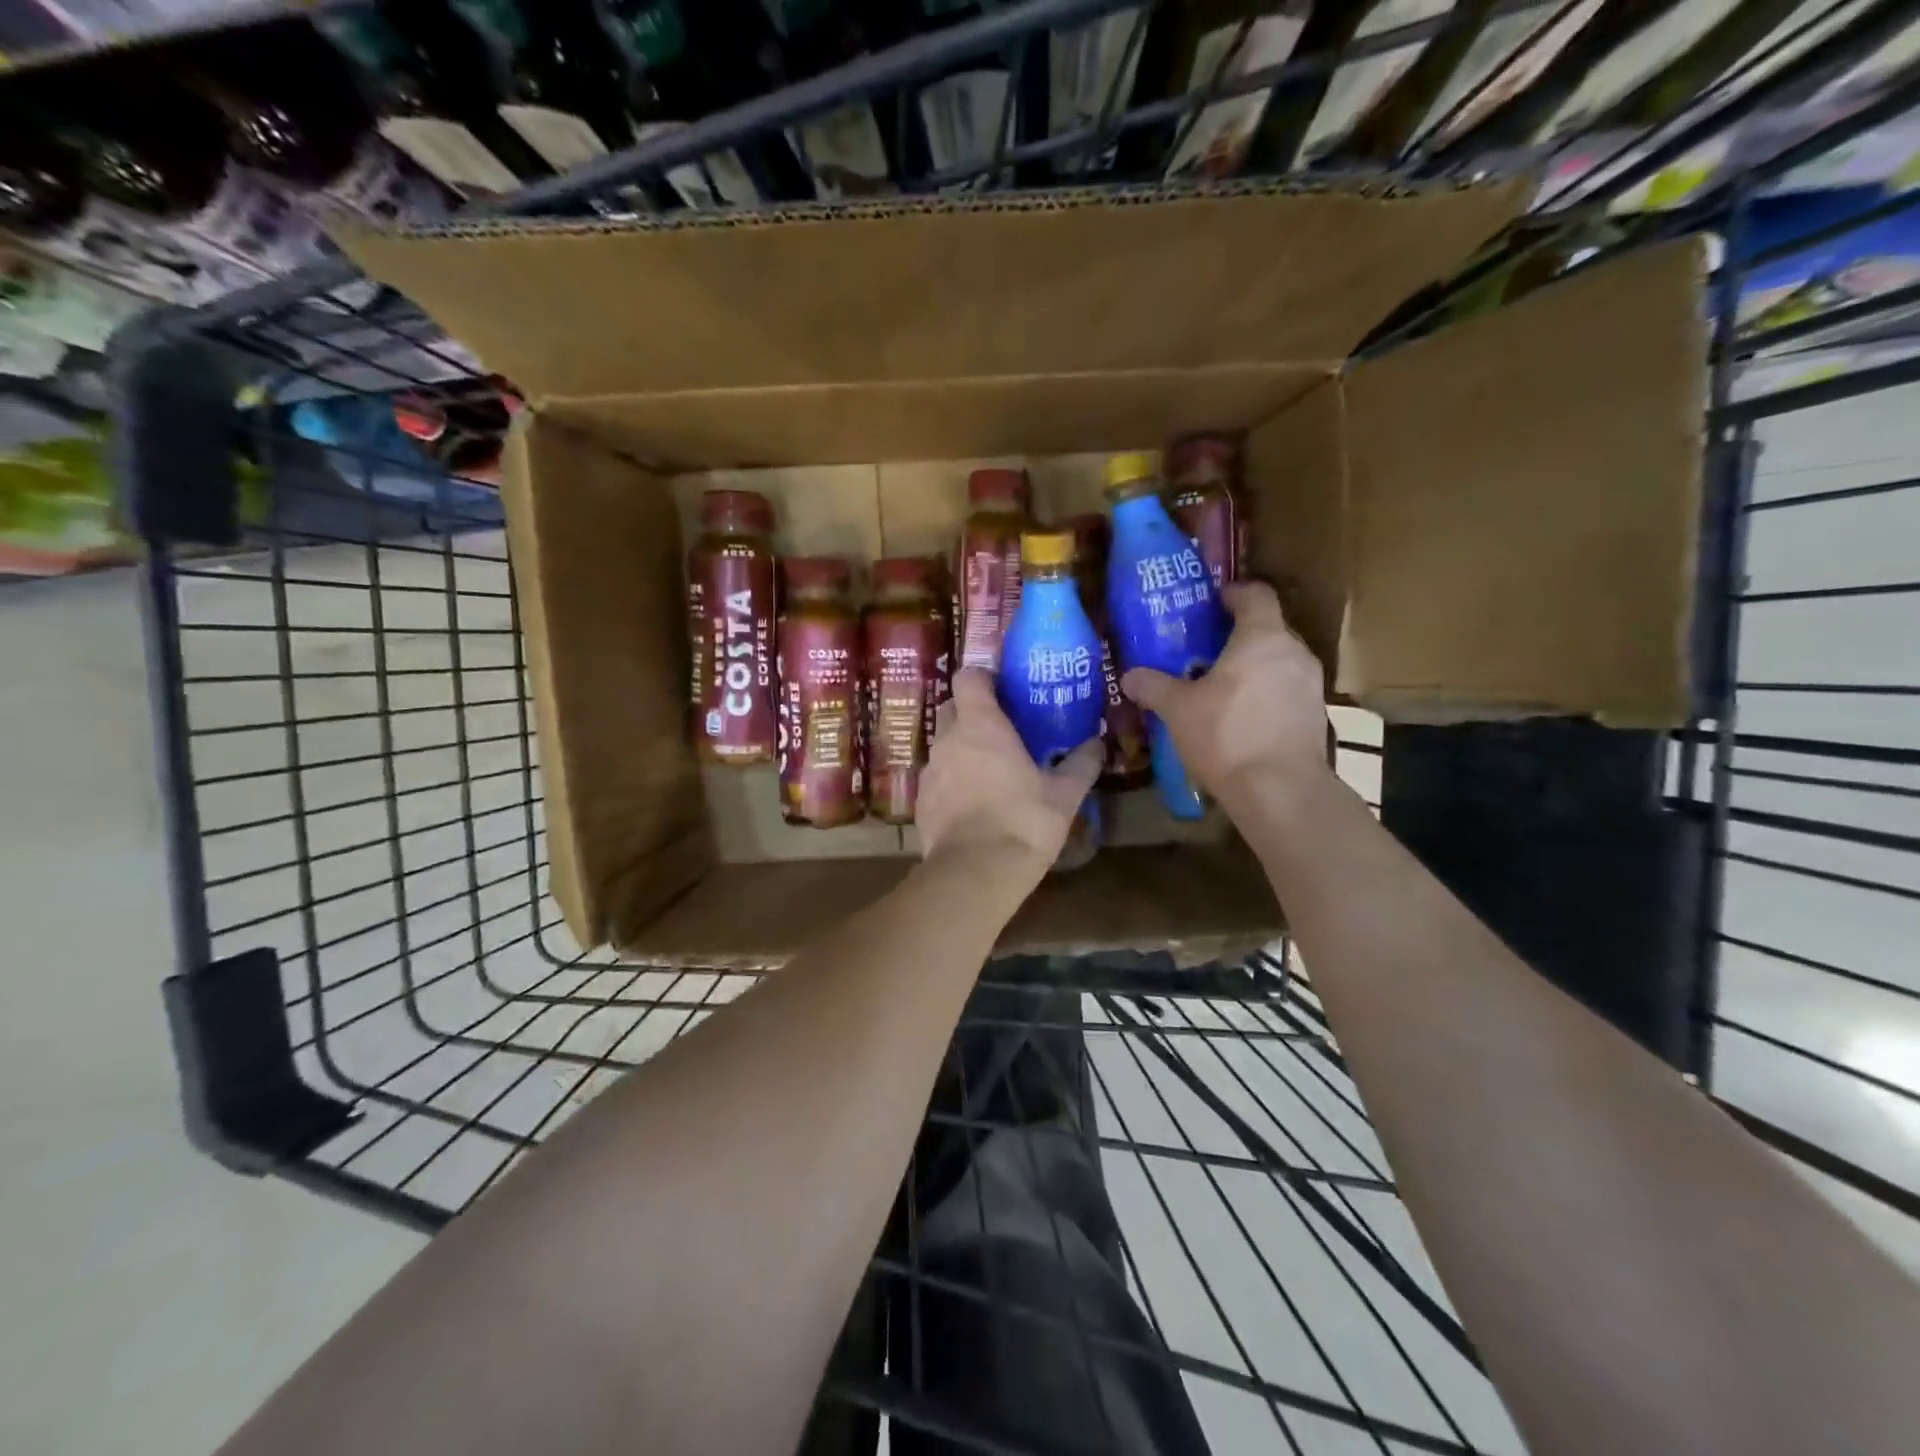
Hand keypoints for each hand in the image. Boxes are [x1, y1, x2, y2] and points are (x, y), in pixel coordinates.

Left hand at [916, 668, 1101, 879]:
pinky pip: (936, 779)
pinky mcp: (920, 802)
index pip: (968, 677)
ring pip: (943, 745)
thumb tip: (1098, 743)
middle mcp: (948, 740)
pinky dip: (952, 782)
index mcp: (981, 726)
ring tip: (990, 771)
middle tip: (1001, 731)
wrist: (976, 872)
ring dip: (962, 750)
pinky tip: (973, 804)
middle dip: (972, 713)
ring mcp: (930, 771)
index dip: (983, 678)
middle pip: (951, 708)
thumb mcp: (1064, 795)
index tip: (1003, 690)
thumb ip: (1081, 764)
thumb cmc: (1023, 822)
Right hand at [1120, 581, 1330, 803]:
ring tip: (1222, 686)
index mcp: (1262, 637)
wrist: (1280, 790)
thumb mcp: (1178, 710)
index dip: (1234, 593)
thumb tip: (1129, 676)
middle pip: (1269, 629)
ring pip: (1279, 662)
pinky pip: (1287, 691)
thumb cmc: (1226, 735)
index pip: (1255, 595)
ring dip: (1254, 668)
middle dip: (1239, 635)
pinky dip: (1266, 695)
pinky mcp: (1316, 716)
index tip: (1212, 602)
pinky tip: (1242, 718)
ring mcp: (1311, 685)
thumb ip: (1154, 687)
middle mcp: (1294, 652)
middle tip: (1206, 650)